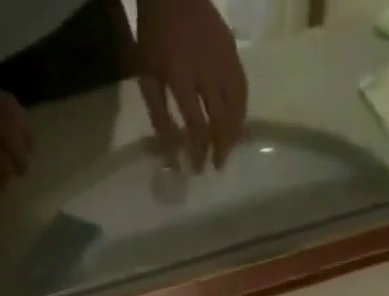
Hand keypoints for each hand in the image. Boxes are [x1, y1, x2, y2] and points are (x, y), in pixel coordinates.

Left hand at [134, 0, 247, 169]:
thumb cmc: (154, 35)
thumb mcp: (146, 76)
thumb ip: (159, 115)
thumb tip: (172, 152)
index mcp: (181, 76)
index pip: (196, 125)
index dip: (199, 151)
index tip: (198, 168)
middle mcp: (206, 70)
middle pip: (221, 118)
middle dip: (220, 147)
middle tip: (217, 165)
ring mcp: (223, 58)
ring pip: (237, 105)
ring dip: (234, 132)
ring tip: (228, 148)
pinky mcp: (233, 51)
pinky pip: (242, 88)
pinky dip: (241, 110)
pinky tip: (236, 123)